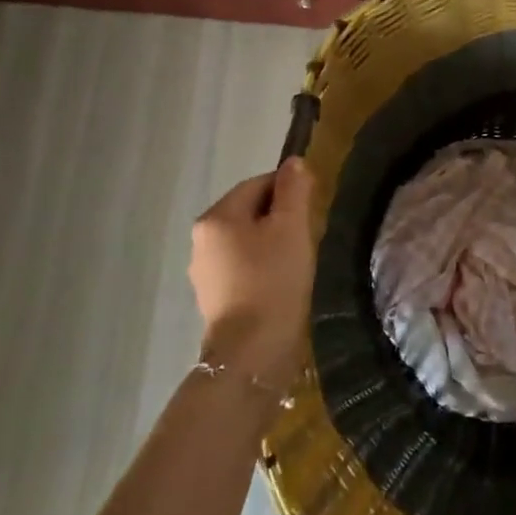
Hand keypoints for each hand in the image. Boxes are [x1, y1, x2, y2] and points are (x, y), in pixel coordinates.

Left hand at [189, 159, 315, 383]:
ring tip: (298, 260)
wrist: (252, 351)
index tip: (313, 206)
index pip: (257, 184)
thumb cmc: (274, 280)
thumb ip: (294, 190)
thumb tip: (294, 162)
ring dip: (271, 242)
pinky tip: (281, 282)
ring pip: (245, 240)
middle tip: (309, 234)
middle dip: (280, 217)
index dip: (289, 189)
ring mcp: (204, 271)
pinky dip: (261, 267)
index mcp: (217, 217)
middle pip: (249, 211)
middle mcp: (202, 239)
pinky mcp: (213, 298)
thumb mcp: (292, 227)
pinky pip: (241, 267)